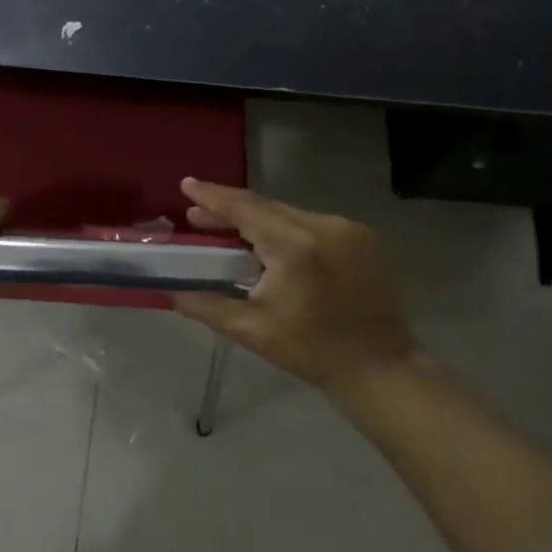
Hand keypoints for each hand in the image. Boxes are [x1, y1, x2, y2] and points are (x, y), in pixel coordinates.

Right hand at [173, 178, 416, 398]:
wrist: (380, 368)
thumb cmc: (311, 351)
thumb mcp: (252, 330)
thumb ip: (207, 306)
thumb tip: (171, 292)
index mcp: (296, 247)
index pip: (245, 209)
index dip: (213, 196)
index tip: (187, 184)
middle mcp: (325, 227)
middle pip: (267, 207)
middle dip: (230, 210)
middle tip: (197, 215)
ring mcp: (350, 230)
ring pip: (291, 215)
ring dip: (260, 221)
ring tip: (231, 232)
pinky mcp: (366, 239)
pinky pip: (314, 225)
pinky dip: (288, 230)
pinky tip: (273, 245)